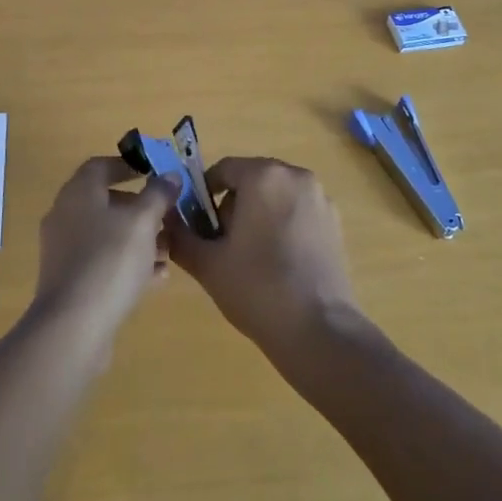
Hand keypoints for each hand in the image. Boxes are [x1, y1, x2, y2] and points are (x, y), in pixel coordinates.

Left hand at [33, 157, 179, 342]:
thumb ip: (158, 194)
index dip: (127, 166)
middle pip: (105, 201)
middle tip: (167, 214)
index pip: (100, 166)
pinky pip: (102, 262)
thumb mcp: (142, 221)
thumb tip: (169, 176)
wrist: (73, 327)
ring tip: (168, 248)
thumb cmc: (109, 261)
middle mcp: (65, 216)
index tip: (153, 173)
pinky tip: (157, 277)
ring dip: (137, 238)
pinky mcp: (69, 282)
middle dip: (139, 207)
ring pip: (106, 235)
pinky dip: (127, 264)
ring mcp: (64, 251)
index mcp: (78, 193)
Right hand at [166, 157, 358, 359]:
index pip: (224, 169)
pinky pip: (298, 212)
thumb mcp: (208, 264)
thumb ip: (181, 236)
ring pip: (276, 195)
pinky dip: (283, 225)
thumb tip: (166, 222)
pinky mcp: (335, 223)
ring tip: (250, 256)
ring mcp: (320, 199)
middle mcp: (296, 176)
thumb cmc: (257, 288)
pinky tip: (279, 263)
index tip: (198, 224)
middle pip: (252, 179)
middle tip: (222, 243)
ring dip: (259, 214)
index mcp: (264, 176)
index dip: (204, 194)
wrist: (319, 331)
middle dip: (233, 205)